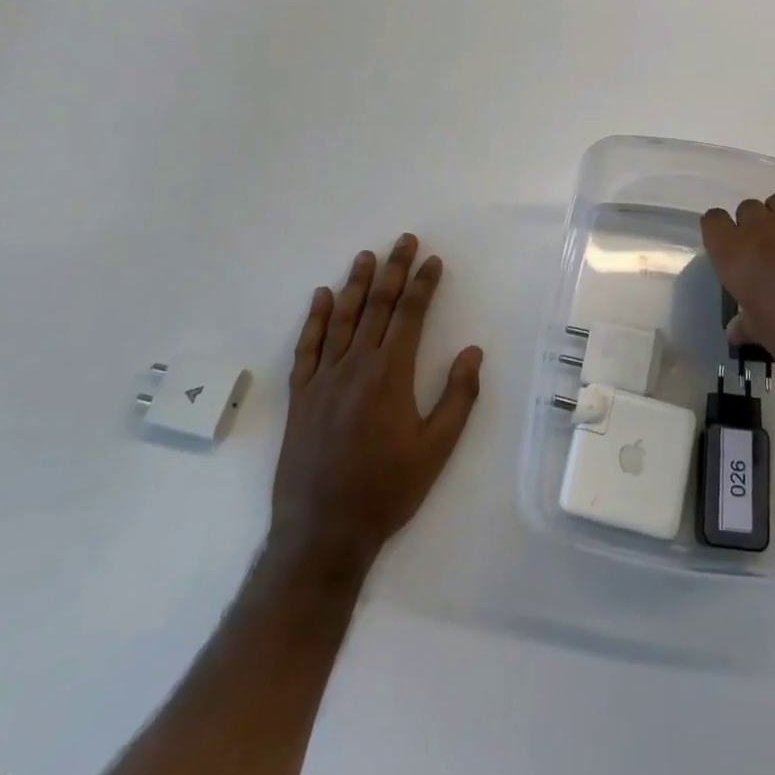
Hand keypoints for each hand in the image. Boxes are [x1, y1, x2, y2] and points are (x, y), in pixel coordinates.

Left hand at [265, 235, 482, 576]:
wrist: (322, 533)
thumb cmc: (387, 490)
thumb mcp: (437, 449)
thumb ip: (458, 397)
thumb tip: (473, 351)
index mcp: (390, 374)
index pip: (409, 315)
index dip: (422, 285)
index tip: (432, 260)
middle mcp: (355, 366)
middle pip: (377, 306)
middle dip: (393, 270)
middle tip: (403, 241)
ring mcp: (323, 379)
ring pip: (342, 319)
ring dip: (356, 284)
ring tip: (366, 256)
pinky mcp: (301, 396)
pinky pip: (307, 347)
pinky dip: (315, 319)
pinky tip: (321, 297)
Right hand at [701, 171, 774, 404]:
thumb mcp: (769, 339)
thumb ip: (748, 325)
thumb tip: (735, 330)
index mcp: (735, 258)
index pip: (712, 222)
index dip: (723, 236)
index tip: (735, 255)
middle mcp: (760, 229)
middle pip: (747, 209)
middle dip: (756, 230)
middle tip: (774, 260)